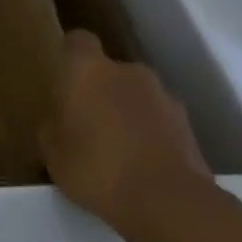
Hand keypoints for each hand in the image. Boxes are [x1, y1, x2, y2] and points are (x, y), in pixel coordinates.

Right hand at [41, 30, 210, 226]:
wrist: (167, 201)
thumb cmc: (96, 167)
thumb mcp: (52, 153)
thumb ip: (53, 127)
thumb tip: (60, 121)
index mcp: (88, 69)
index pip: (78, 40)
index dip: (70, 57)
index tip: (64, 81)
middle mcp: (128, 71)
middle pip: (109, 71)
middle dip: (100, 91)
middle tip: (87, 125)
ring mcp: (163, 95)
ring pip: (136, 96)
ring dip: (127, 113)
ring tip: (118, 151)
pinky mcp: (188, 124)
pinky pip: (159, 121)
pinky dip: (151, 134)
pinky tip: (143, 165)